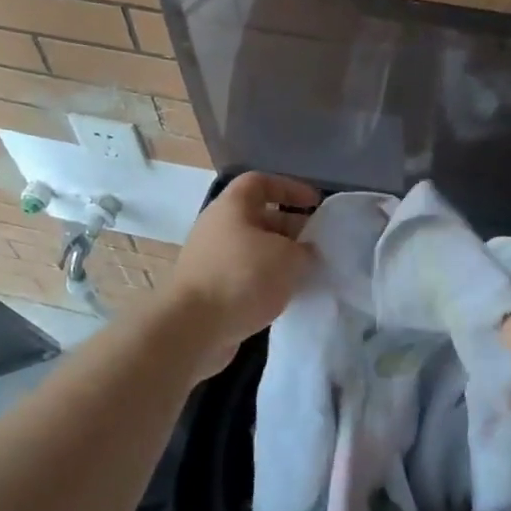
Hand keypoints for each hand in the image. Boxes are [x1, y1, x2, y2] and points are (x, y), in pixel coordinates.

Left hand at [165, 171, 317, 374]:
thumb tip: (304, 252)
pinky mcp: (210, 289)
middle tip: (318, 243)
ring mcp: (211, 259)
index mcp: (232, 206)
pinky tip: (286, 295)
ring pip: (253, 249)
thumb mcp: (288, 257)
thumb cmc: (242, 277)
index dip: (290, 188)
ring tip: (306, 271)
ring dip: (280, 258)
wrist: (192, 328)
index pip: (261, 182)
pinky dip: (266, 281)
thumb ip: (304, 250)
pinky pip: (245, 275)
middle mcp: (218, 227)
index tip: (315, 203)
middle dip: (290, 227)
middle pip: (259, 217)